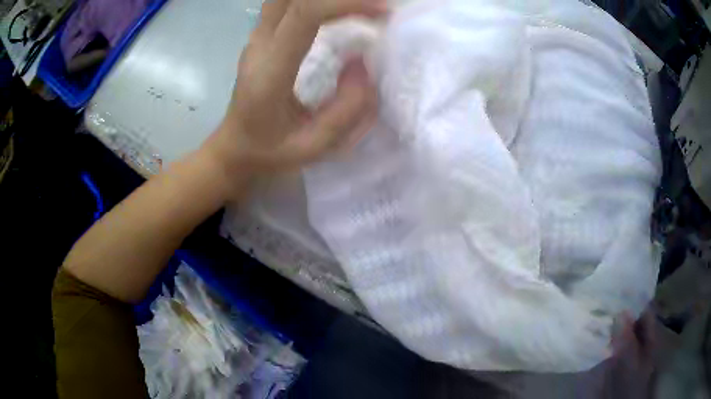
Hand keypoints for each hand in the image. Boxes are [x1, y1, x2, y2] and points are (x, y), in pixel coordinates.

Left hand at [204, 0, 383, 176]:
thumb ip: (345, 110)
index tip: (383, 12)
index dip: (347, 3)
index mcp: (270, 69)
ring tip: (360, 8)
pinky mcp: (260, 36)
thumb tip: (365, 65)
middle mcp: (259, 44)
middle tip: (375, 7)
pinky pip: (287, 4)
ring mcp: (256, 37)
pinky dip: (316, 2)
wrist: (233, 148)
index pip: (306, 13)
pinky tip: (338, 10)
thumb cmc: (268, 152)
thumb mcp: (311, 147)